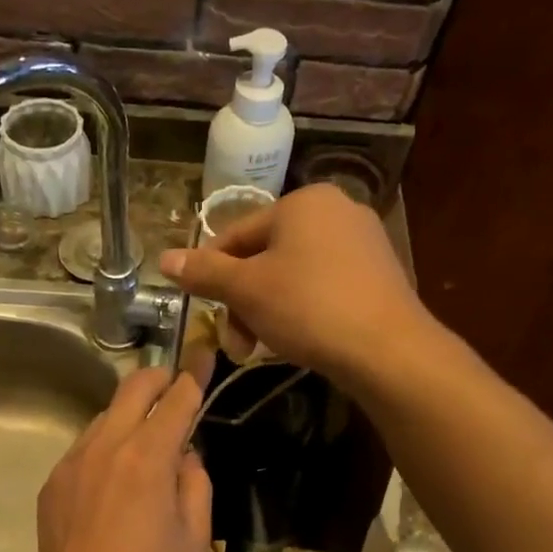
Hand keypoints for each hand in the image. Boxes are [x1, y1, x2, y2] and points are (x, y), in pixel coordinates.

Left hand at [32, 366, 212, 551]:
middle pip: (133, 387)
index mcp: (148, 456)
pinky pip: (85, 449)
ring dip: (130, 417)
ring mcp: (73, 462)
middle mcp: (106, 446)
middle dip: (158, 378)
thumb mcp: (194, 534)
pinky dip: (106, 449)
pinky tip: (114, 483)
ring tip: (145, 446)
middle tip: (175, 387)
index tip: (204, 354)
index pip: (176, 397)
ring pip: (105, 417)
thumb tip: (185, 455)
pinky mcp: (53, 483)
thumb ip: (195, 481)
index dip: (194, 373)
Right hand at [158, 184, 428, 385]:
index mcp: (302, 202)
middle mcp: (336, 210)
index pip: (236, 235)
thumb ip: (205, 273)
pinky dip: (302, 310)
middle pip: (266, 256)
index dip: (212, 275)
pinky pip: (324, 286)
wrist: (388, 349)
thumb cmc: (308, 308)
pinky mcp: (378, 274)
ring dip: (267, 311)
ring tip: (261, 347)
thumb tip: (164, 259)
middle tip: (235, 344)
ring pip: (293, 274)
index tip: (205, 313)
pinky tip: (299, 339)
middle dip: (243, 302)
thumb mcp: (247, 290)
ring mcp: (363, 242)